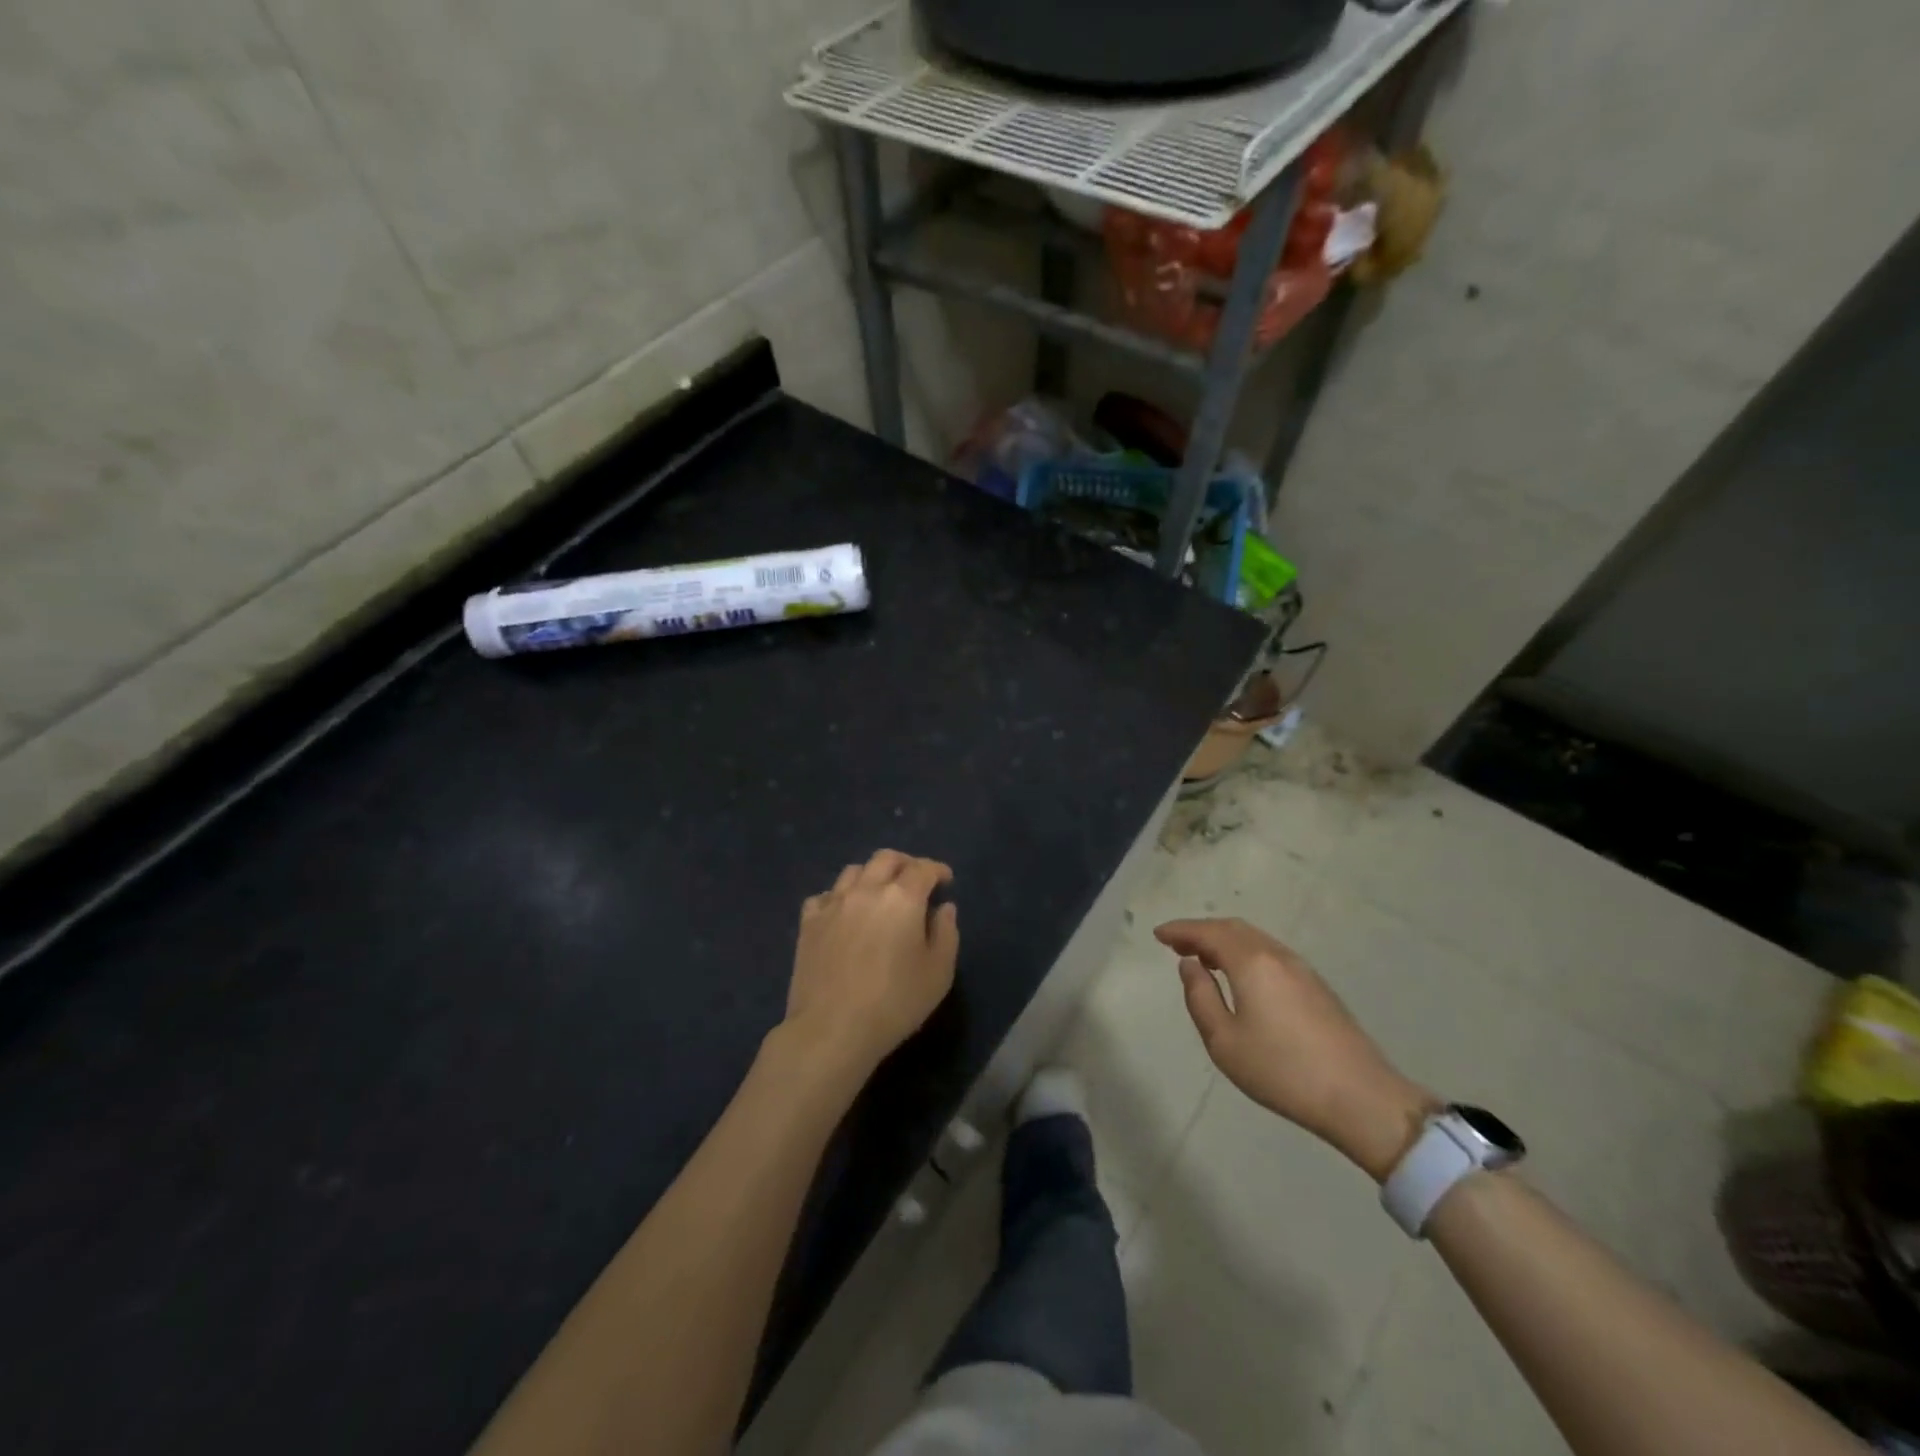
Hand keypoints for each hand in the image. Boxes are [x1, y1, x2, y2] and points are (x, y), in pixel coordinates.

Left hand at [783, 850, 959, 1079]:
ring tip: (879, 894)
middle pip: (886, 859)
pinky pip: (825, 895)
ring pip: (854, 871)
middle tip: (915, 880)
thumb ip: (946, 933)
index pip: (923, 868)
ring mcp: (833, 904)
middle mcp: (866, 890)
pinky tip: (845, 913)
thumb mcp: (938, 973)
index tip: (946, 880)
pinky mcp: (808, 922)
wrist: (831, 1029)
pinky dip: (840, 896)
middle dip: (905, 864)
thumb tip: (943, 907)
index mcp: (902, 898)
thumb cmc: (894, 1003)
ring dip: (872, 875)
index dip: (937, 870)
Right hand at [1155, 917, 1434, 1181]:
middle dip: (1202, 932)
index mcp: (1251, 962)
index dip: (1181, 930)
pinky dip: (1245, 953)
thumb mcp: (1224, 1041)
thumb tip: (1190, 966)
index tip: (1158, 934)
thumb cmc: (1282, 1070)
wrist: (1361, 1098)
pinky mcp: (1317, 986)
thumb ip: (1200, 997)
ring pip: (1255, 939)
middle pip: (1233, 929)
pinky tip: (1240, 975)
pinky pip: (1270, 953)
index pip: (1208, 932)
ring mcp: (1302, 969)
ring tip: (1203, 958)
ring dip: (1225, 941)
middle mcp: (1277, 955)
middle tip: (1177, 944)